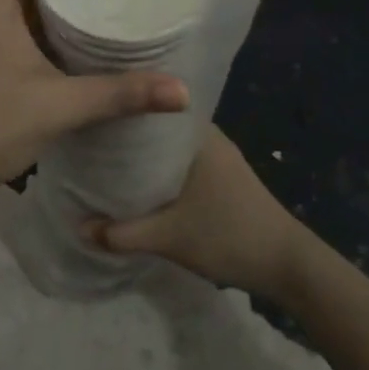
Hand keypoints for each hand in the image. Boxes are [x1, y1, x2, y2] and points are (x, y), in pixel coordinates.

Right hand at [82, 126, 307, 303]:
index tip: (93, 111)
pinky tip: (138, 183)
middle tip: (89, 140)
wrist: (288, 265)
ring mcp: (218, 157)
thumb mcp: (170, 237)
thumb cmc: (230, 236)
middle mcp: (208, 137)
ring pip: (168, 147)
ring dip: (143, 155)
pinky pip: (180, 163)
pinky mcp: (222, 178)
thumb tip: (80, 227)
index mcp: (198, 134)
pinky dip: (159, 170)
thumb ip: (122, 233)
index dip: (123, 107)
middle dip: (127, 135)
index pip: (153, 105)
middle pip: (157, 127)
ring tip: (105, 159)